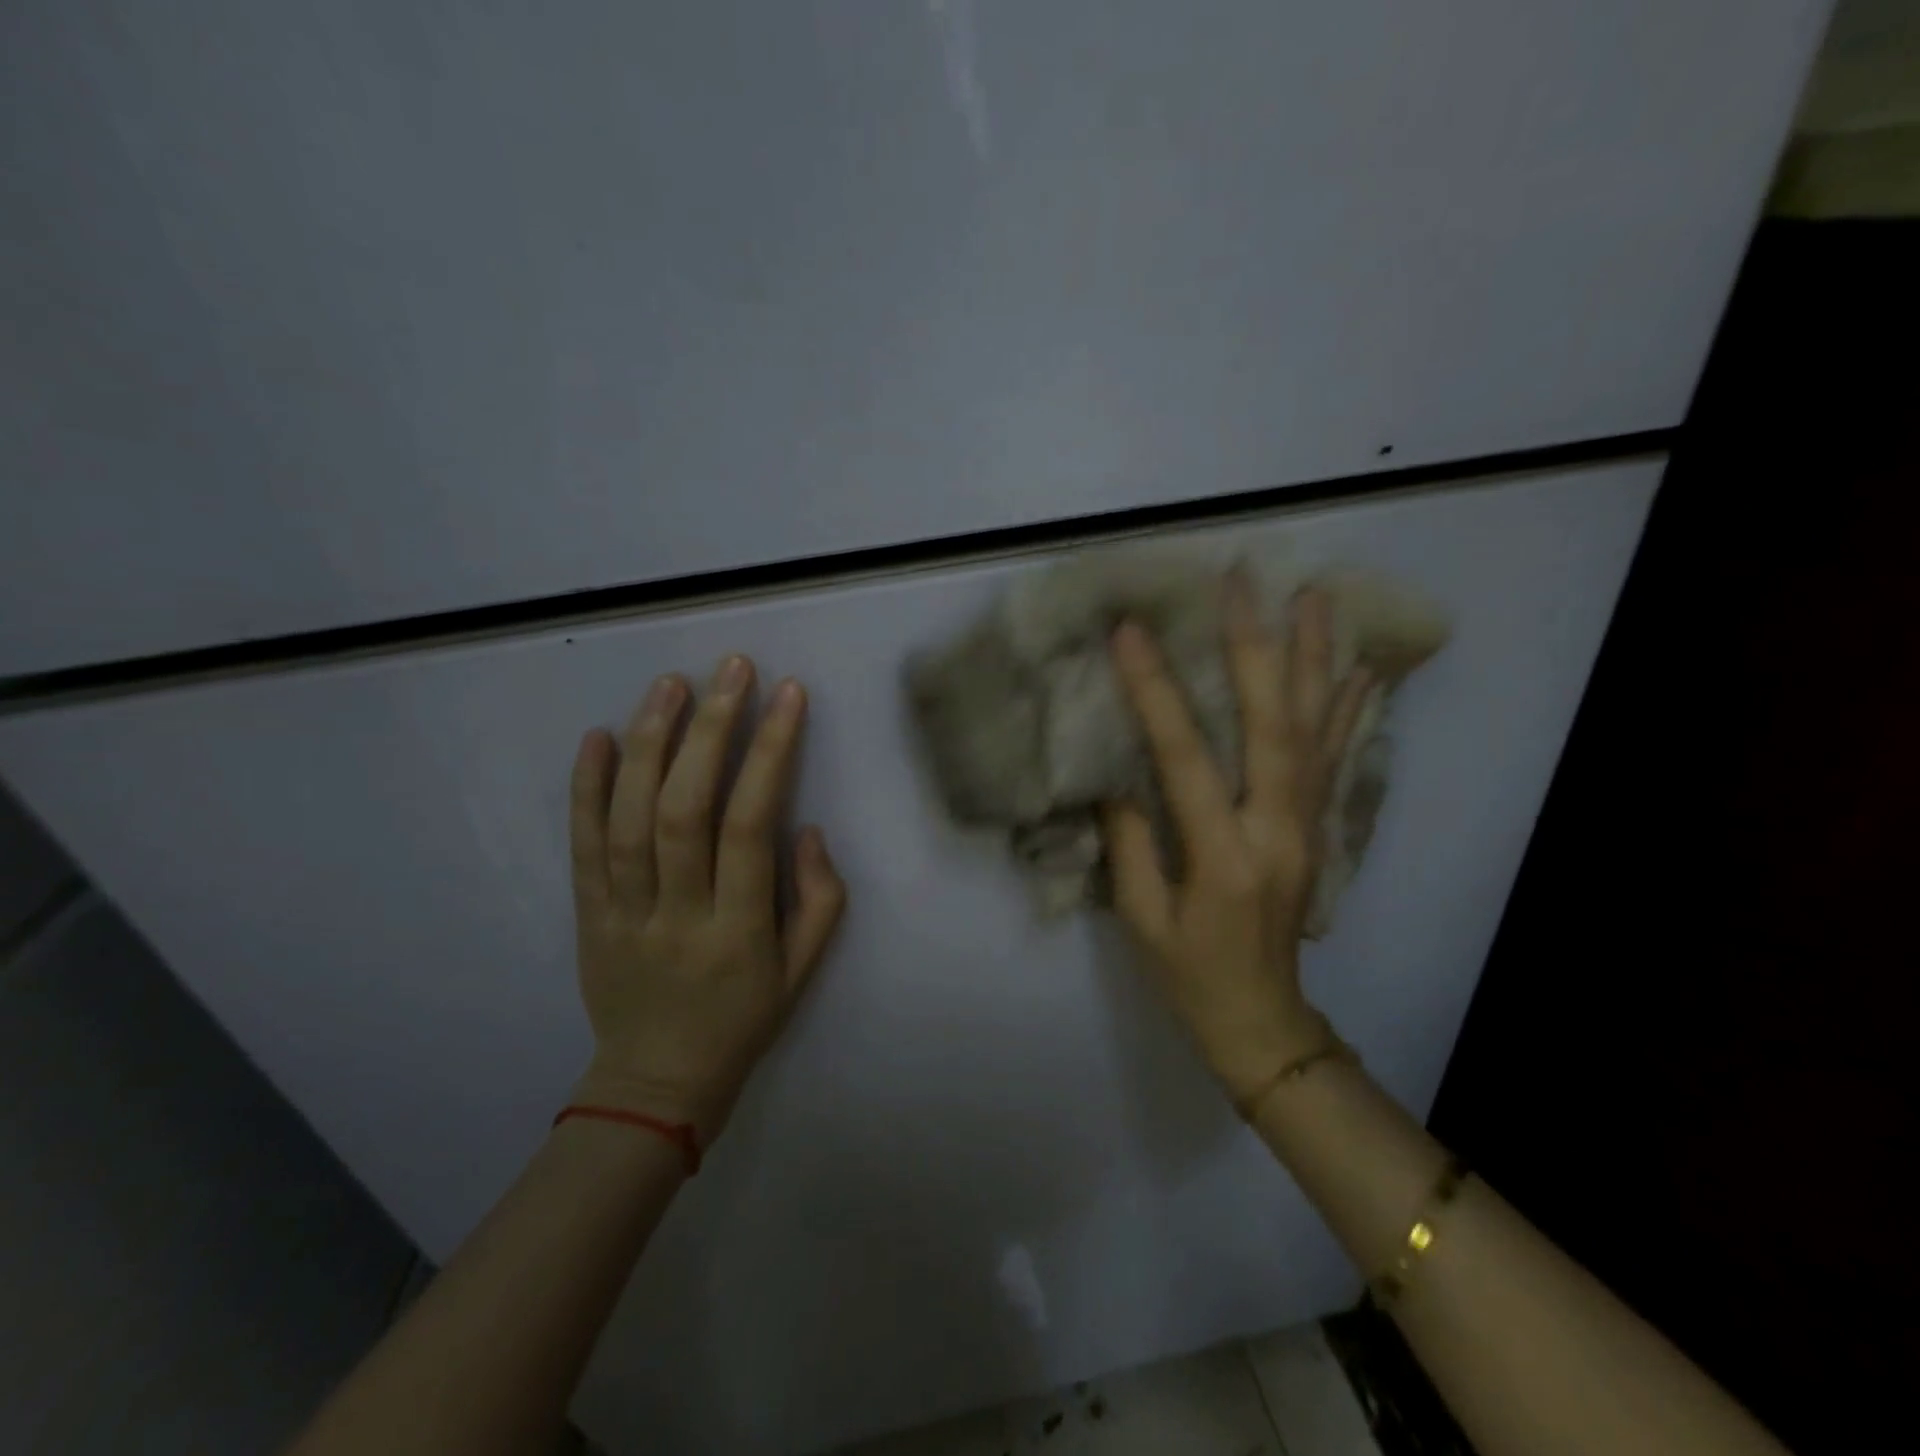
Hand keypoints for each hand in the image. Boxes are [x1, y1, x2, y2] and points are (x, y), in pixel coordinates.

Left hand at [567, 656, 846, 1143]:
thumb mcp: (804, 972)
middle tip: (730, 670)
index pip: (752, 827)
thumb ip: (820, 899)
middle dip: (710, 731)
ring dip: (650, 744)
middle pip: (686, 811)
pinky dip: (586, 789)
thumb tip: (805, 826)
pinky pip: (581, 848)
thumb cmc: (744, 1020)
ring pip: (629, 820)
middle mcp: (678, 915)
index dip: (770, 755)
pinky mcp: (586, 916)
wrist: (656, 1083)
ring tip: (671, 684)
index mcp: (740, 931)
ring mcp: (623, 915)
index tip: (787, 695)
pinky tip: (597, 736)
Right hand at [1102, 576, 1371, 1102]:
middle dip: (1255, 648)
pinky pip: (1339, 760)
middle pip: (1272, 727)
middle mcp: (1276, 831)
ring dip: (1316, 660)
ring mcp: (1308, 828)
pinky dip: (1350, 709)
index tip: (1132, 632)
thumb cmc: (1189, 976)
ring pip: (1317, 731)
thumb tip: (1117, 773)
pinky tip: (1359, 668)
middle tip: (1244, 582)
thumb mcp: (1141, 918)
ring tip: (1317, 597)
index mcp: (1222, 857)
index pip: (1185, 759)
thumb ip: (1129, 840)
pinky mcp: (1319, 830)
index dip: (1156, 692)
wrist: (1264, 1023)